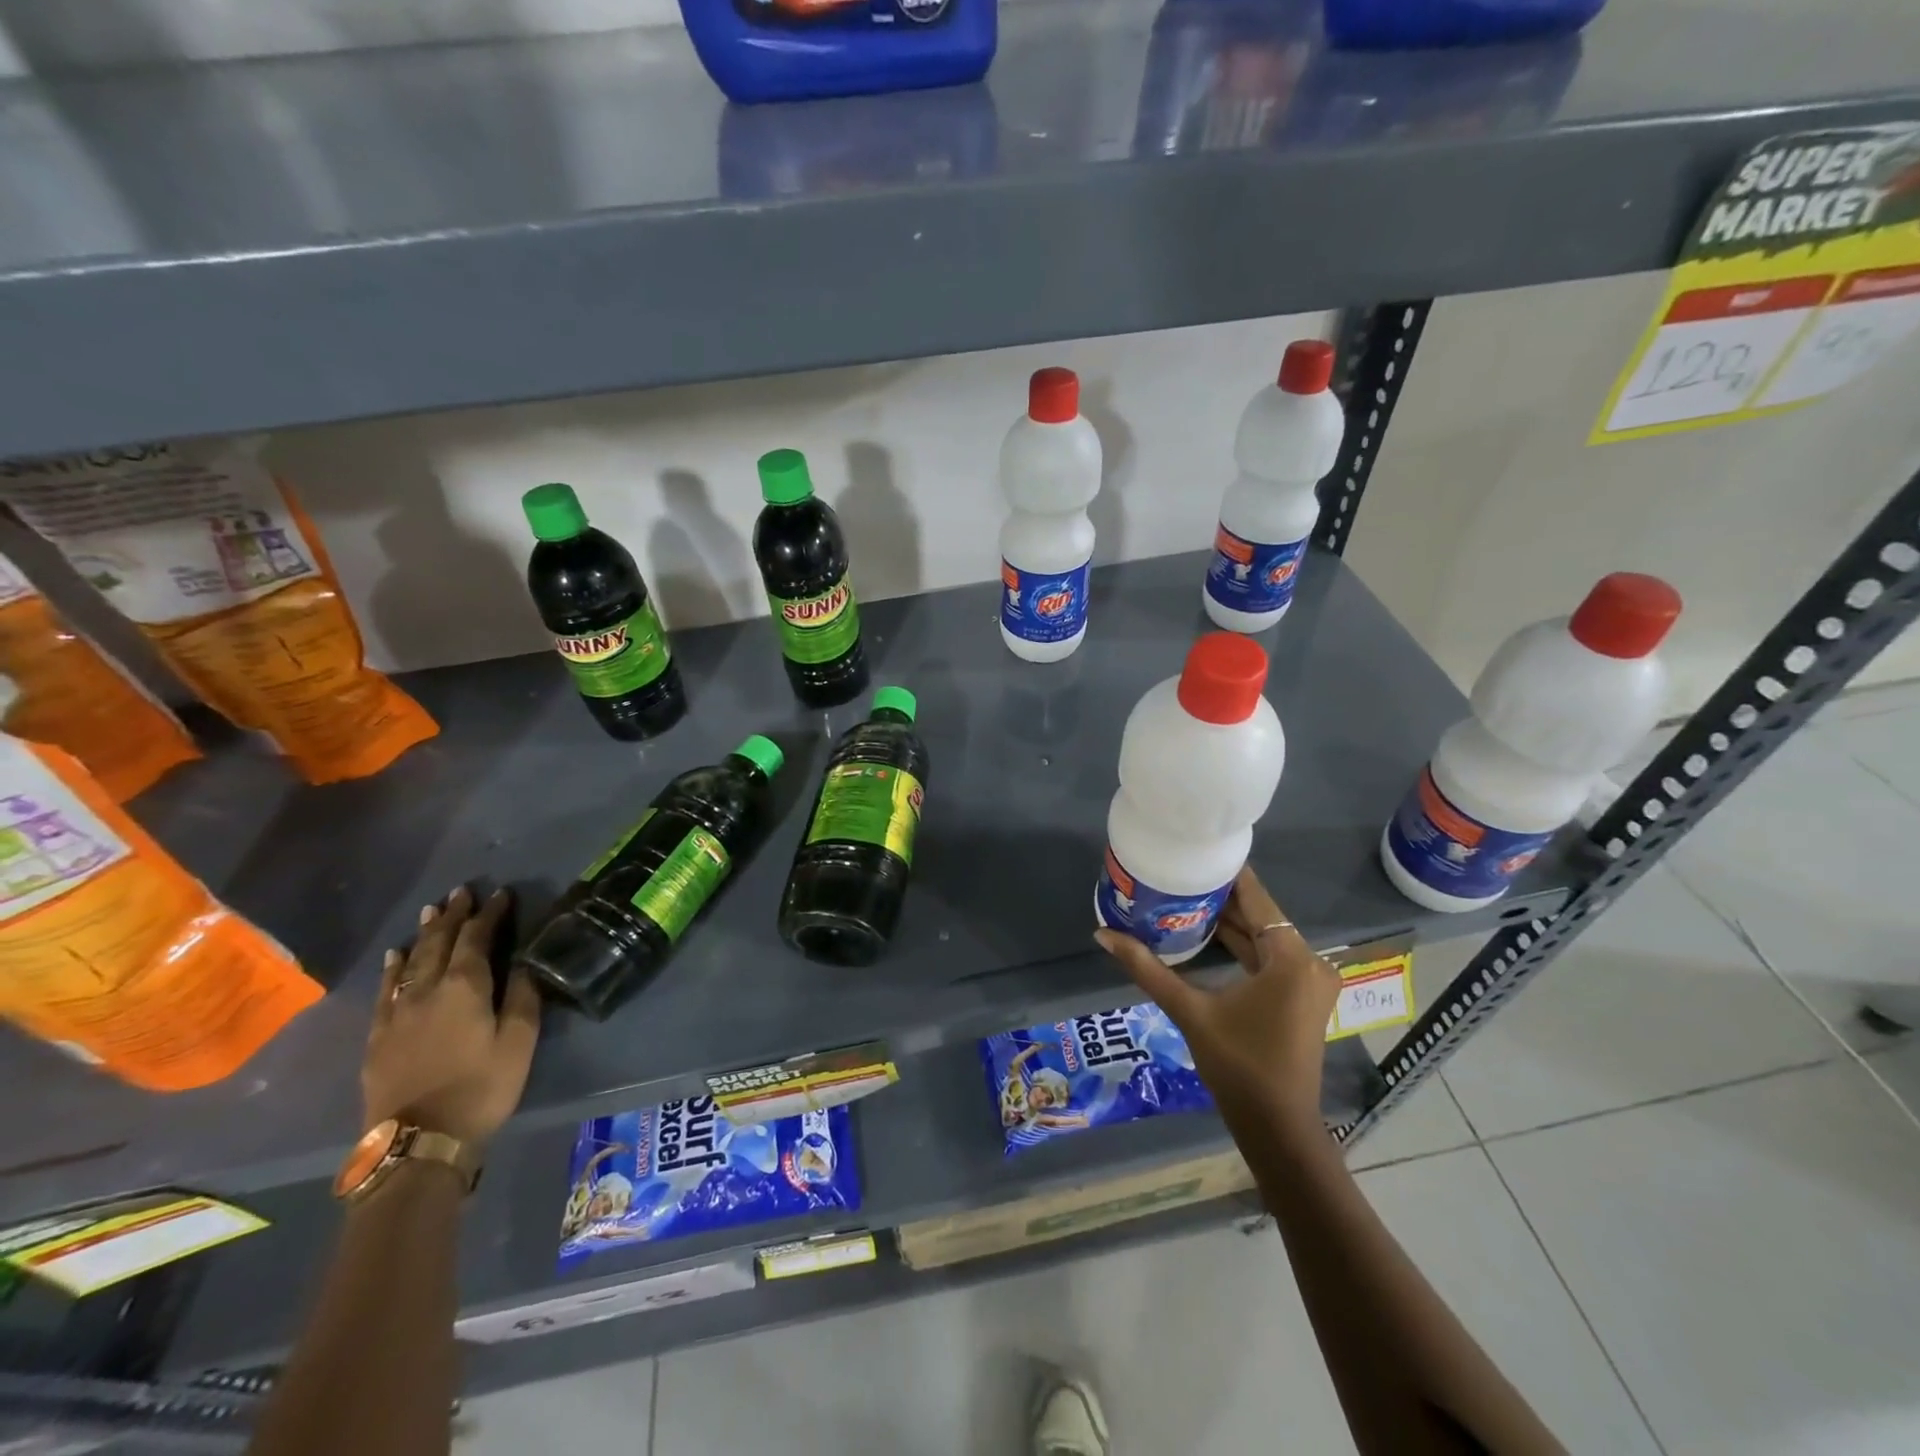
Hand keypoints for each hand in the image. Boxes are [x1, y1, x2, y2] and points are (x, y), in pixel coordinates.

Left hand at [364, 885, 540, 1146]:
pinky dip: (392, 967)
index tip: (501, 894)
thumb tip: (526, 961)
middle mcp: (427, 990)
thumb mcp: (518, 1042)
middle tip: (462, 891)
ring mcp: (397, 1012)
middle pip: (439, 942)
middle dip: (454, 915)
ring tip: (432, 910)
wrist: (418, 1143)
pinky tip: (395, 956)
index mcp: (465, 987)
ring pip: (410, 961)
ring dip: (424, 933)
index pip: (477, 938)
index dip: (490, 914)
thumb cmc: (481, 1088)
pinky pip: (384, 989)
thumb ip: (523, 996)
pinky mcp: (378, 1036)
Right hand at [1096, 865, 1338, 1129]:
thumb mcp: (1190, 1011)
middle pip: (1261, 916)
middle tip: (1179, 875)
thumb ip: (1147, 969)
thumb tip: (1102, 934)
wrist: (1277, 1128)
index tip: (1195, 852)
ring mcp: (1309, 982)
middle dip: (1222, 898)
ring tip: (1185, 898)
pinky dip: (1242, 947)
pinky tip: (1207, 935)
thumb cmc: (1238, 1066)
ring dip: (1230, 923)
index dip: (1228, 874)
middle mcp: (1309, 962)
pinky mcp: (1302, 998)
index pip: (1257, 899)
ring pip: (1265, 938)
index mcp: (1291, 958)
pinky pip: (1270, 958)